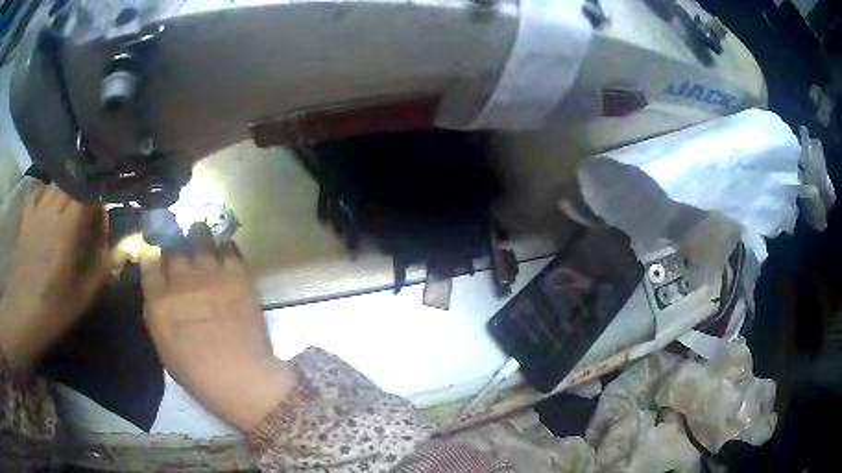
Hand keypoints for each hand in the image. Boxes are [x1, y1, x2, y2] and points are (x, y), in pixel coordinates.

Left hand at [0, 183, 108, 365]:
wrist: (22, 312)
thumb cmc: (53, 308)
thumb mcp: (83, 297)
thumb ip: (101, 266)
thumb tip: (113, 245)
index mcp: (68, 227)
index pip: (90, 192)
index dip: (100, 198)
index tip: (103, 215)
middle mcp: (53, 208)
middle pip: (74, 183)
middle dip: (84, 193)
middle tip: (87, 213)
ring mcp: (37, 208)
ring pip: (57, 184)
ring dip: (67, 192)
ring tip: (68, 209)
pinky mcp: (26, 214)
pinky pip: (40, 190)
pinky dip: (48, 192)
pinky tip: (49, 206)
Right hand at [140, 223, 295, 430]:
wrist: (243, 379)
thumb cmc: (199, 374)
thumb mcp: (164, 347)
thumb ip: (156, 311)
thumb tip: (157, 287)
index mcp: (159, 302)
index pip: (148, 260)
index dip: (152, 251)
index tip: (157, 249)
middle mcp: (181, 281)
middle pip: (174, 245)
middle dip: (176, 242)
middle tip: (183, 247)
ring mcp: (210, 274)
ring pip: (201, 236)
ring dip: (200, 236)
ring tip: (202, 240)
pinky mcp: (237, 274)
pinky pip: (229, 247)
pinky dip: (226, 248)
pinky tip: (225, 256)